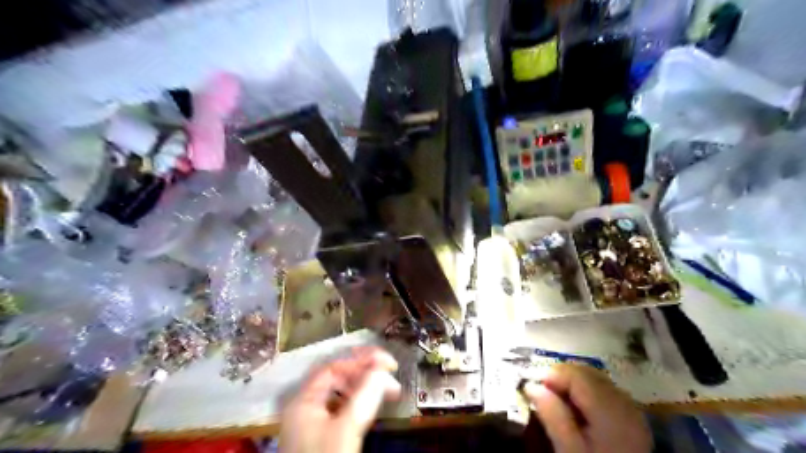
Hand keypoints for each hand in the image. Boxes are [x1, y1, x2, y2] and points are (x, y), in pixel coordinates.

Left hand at [281, 349, 402, 451]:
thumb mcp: (346, 429)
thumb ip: (364, 395)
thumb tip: (383, 370)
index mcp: (304, 400)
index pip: (334, 367)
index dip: (362, 361)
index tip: (388, 364)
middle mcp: (305, 406)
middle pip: (336, 377)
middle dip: (365, 372)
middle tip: (390, 374)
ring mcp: (312, 421)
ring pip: (340, 392)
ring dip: (364, 386)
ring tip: (387, 389)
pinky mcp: (321, 435)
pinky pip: (342, 407)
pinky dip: (359, 402)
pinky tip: (371, 405)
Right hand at [527, 365, 649, 452]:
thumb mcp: (569, 451)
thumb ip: (552, 415)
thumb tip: (531, 385)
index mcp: (610, 411)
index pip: (575, 374)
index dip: (550, 375)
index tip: (531, 387)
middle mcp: (625, 403)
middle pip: (585, 372)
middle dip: (560, 378)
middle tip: (540, 394)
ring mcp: (631, 409)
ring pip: (594, 379)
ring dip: (571, 384)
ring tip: (555, 402)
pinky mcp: (631, 417)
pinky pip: (603, 391)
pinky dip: (584, 392)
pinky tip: (575, 410)